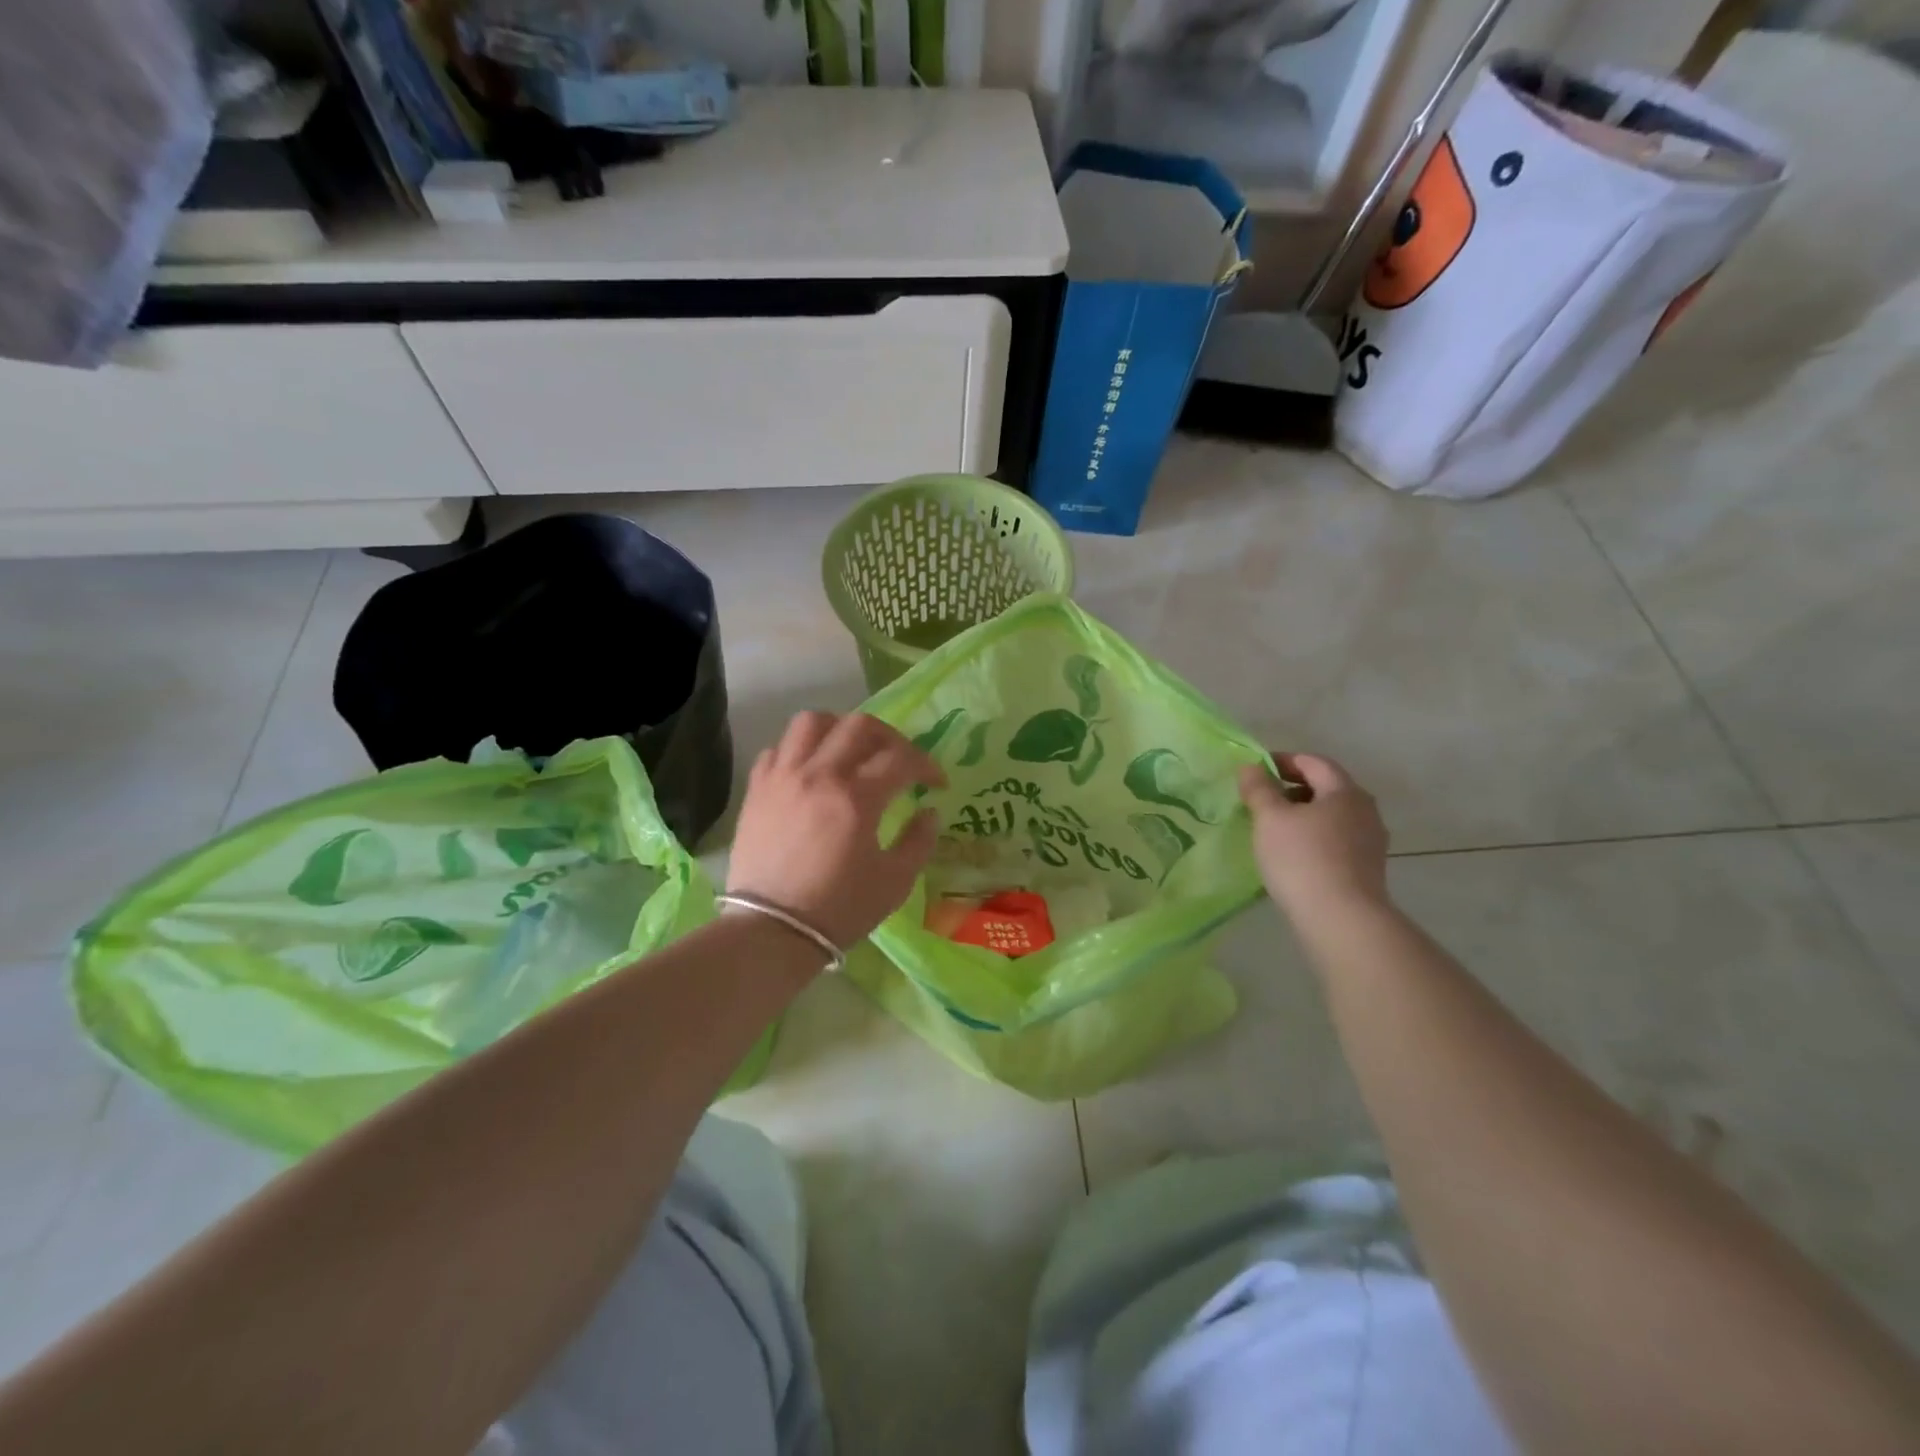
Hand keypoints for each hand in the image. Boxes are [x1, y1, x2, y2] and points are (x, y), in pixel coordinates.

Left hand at [727, 712, 944, 950]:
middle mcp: (819, 774)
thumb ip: (919, 841)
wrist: (772, 931)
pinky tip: (811, 771)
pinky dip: (799, 750)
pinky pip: (777, 748)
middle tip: (899, 760)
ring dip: (839, 728)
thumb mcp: (894, 882)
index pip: (902, 759)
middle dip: (890, 737)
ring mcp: (783, 777)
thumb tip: (929, 812)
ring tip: (851, 750)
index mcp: (857, 797)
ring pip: (811, 722)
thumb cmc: (839, 909)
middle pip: (859, 725)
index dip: (926, 766)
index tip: (936, 783)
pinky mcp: (757, 789)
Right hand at [1238, 753, 1389, 922]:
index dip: (1282, 761)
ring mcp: (1371, 841)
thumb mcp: (1270, 818)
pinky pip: (1336, 840)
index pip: (1313, 762)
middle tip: (1261, 800)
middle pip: (1326, 788)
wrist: (1342, 919)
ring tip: (1273, 829)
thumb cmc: (1302, 859)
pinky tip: (1293, 854)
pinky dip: (1313, 837)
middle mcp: (1365, 811)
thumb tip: (1251, 767)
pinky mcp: (1367, 868)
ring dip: (1303, 815)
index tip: (1255, 771)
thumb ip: (1259, 789)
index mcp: (1345, 792)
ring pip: (1331, 816)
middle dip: (1292, 788)